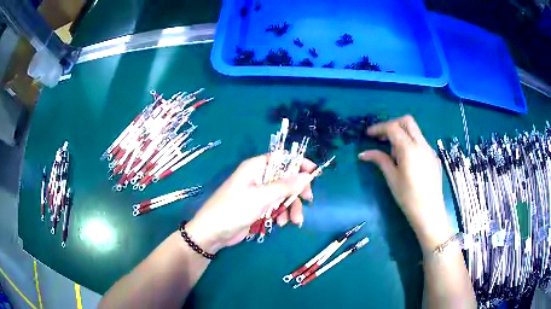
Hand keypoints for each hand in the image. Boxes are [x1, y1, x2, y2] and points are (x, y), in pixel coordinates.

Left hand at [186, 155, 315, 252]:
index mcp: (256, 167)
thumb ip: (285, 186)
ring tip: (293, 221)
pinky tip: (281, 224)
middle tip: (308, 200)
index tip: (314, 173)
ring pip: (283, 195)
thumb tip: (307, 175)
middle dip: (297, 190)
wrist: (213, 233)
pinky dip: (282, 214)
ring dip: (291, 207)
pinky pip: (276, 206)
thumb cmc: (233, 210)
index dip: (298, 163)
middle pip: (286, 178)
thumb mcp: (261, 197)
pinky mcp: (258, 207)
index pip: (282, 158)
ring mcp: (259, 193)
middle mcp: (258, 177)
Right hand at [358, 115, 453, 250]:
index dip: (379, 128)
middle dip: (393, 124)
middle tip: (382, 137)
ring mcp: (430, 150)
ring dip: (402, 134)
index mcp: (409, 149)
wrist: (429, 212)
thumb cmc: (408, 197)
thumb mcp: (392, 178)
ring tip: (394, 155)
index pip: (393, 128)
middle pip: (407, 121)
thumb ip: (380, 160)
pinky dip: (411, 144)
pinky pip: (421, 143)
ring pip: (415, 131)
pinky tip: (408, 162)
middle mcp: (422, 144)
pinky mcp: (434, 157)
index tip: (369, 134)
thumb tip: (363, 153)